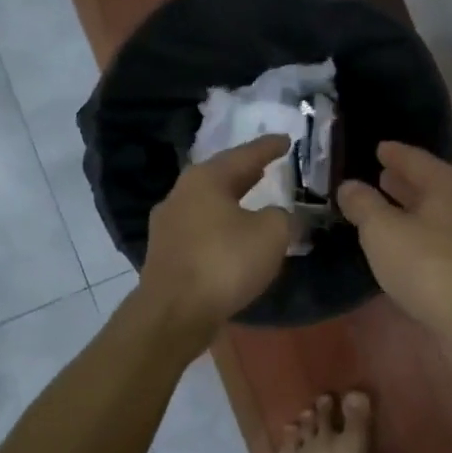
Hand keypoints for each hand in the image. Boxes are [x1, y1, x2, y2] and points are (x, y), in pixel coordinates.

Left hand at [137, 135, 292, 340]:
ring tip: (253, 199)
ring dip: (232, 200)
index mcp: (205, 179)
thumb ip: (283, 217)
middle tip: (267, 167)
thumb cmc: (224, 263)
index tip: (286, 140)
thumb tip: (279, 215)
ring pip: (208, 203)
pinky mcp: (166, 254)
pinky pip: (201, 229)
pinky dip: (221, 226)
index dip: (268, 147)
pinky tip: (234, 236)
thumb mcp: (271, 234)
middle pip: (220, 177)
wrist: (174, 313)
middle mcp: (181, 194)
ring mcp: (168, 225)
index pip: (244, 155)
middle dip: (246, 173)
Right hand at [338, 142, 451, 354]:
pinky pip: (438, 242)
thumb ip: (363, 205)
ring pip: (435, 215)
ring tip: (383, 210)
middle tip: (378, 175)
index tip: (378, 147)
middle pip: (429, 185)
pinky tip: (401, 247)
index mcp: (447, 184)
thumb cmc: (427, 264)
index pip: (415, 158)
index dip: (393, 153)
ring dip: (411, 211)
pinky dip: (418, 237)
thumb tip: (349, 185)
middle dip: (403, 181)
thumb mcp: (382, 230)